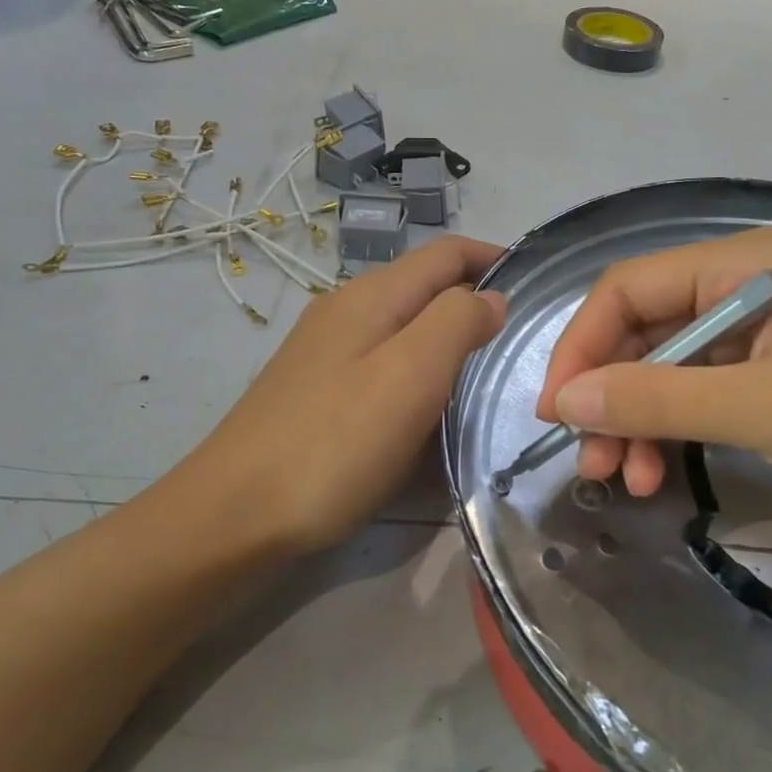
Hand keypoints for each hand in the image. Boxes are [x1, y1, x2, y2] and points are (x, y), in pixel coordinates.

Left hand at [176, 235, 504, 552]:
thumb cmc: (333, 444)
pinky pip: (384, 366)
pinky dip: (419, 375)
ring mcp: (326, 353)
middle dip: (475, 302)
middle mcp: (346, 312)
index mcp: (371, 297)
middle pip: (425, 288)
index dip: (493, 258)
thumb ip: (456, 323)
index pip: (445, 253)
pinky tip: (430, 411)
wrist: (234, 517)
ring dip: (448, 341)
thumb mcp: (409, 375)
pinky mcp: (317, 393)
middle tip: (520, 344)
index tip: (537, 285)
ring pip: (404, 328)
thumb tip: (491, 298)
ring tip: (485, 377)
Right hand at [536, 227, 771, 527]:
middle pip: (646, 332)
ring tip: (628, 483)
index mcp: (744, 264)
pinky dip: (679, 435)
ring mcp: (768, 338)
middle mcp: (747, 289)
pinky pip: (708, 399)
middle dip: (611, 396)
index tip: (555, 413)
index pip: (629, 290)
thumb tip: (565, 400)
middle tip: (592, 465)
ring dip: (641, 422)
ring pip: (672, 371)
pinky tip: (666, 476)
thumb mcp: (768, 407)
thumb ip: (660, 397)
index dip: (582, 347)